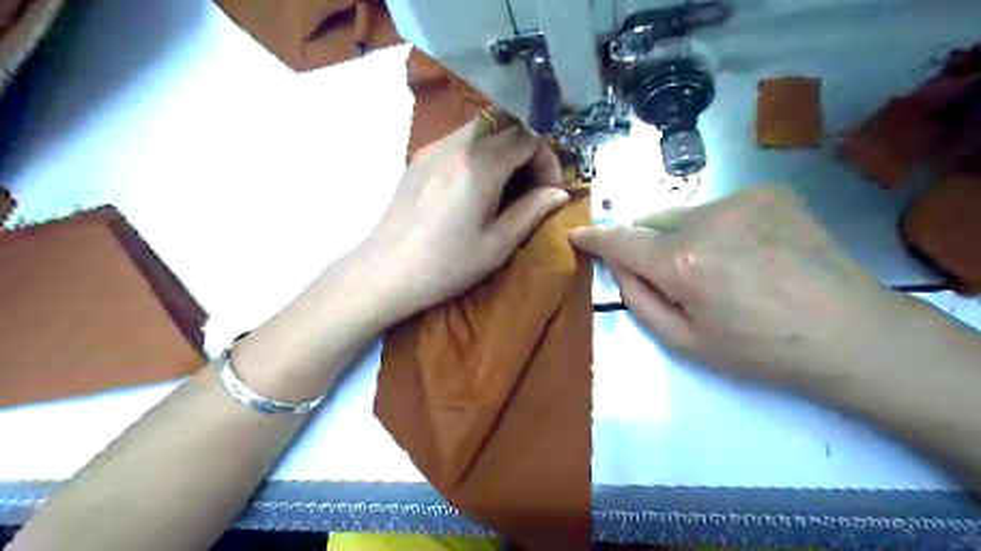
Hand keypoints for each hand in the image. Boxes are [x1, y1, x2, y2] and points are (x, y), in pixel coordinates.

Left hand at [360, 111, 567, 322]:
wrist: (386, 272)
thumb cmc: (446, 264)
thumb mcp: (497, 244)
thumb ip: (532, 211)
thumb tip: (558, 193)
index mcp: (480, 164)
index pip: (529, 135)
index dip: (547, 159)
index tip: (550, 190)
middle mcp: (456, 144)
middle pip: (506, 122)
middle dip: (528, 147)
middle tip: (532, 183)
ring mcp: (433, 147)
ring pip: (482, 127)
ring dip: (504, 148)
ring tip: (507, 187)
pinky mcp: (420, 158)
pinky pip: (460, 140)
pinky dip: (481, 152)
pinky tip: (478, 186)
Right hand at [572, 187, 898, 389]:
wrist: (851, 333)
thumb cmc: (759, 350)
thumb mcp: (684, 342)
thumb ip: (638, 299)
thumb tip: (619, 264)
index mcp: (682, 263)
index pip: (619, 239)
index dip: (594, 237)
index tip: (577, 234)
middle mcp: (705, 220)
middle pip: (651, 222)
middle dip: (651, 245)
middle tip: (680, 278)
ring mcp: (741, 199)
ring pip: (685, 214)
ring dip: (686, 237)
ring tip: (725, 268)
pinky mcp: (769, 192)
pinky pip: (720, 207)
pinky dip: (719, 227)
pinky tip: (752, 253)